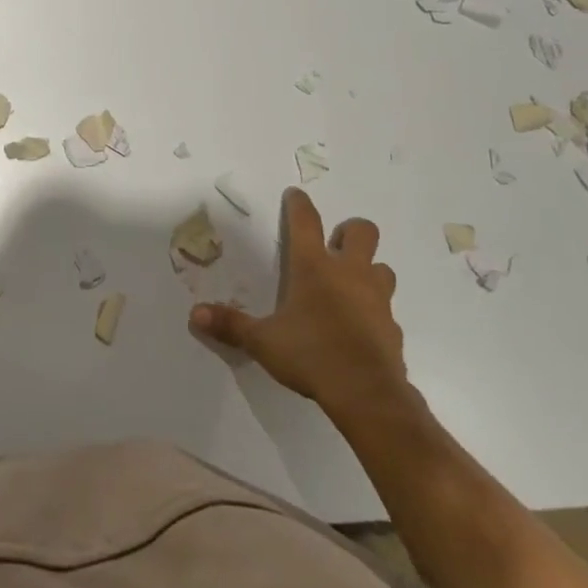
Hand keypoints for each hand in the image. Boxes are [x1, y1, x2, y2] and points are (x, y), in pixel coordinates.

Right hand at [189, 188, 412, 422]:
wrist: (367, 394)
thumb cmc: (311, 355)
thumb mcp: (263, 341)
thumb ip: (231, 324)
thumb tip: (194, 314)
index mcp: (314, 267)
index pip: (305, 222)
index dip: (299, 204)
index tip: (295, 194)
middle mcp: (349, 273)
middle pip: (362, 231)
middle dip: (349, 231)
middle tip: (334, 245)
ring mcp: (377, 298)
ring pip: (381, 267)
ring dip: (368, 269)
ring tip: (350, 284)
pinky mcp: (392, 326)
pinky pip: (386, 307)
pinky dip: (374, 309)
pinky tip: (359, 326)